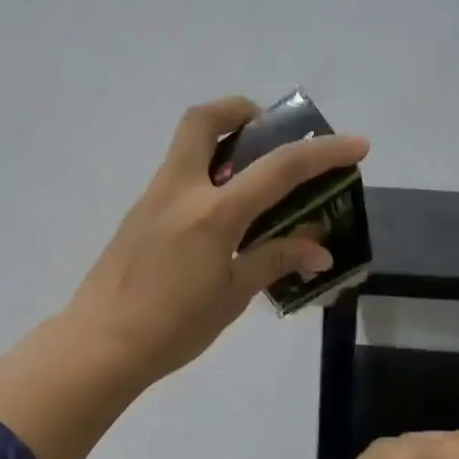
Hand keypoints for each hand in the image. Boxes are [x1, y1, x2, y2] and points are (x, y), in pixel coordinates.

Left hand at [66, 97, 368, 384]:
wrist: (101, 345)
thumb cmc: (173, 328)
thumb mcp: (232, 296)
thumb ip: (274, 261)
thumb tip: (319, 249)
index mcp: (213, 212)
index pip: (278, 169)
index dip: (323, 153)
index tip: (358, 144)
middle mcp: (180, 190)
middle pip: (204, 120)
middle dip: (241, 112)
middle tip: (268, 134)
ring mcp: (152, 199)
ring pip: (186, 147)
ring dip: (221, 145)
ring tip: (252, 180)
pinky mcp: (137, 217)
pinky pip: (176, 178)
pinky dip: (204, 178)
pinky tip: (220, 219)